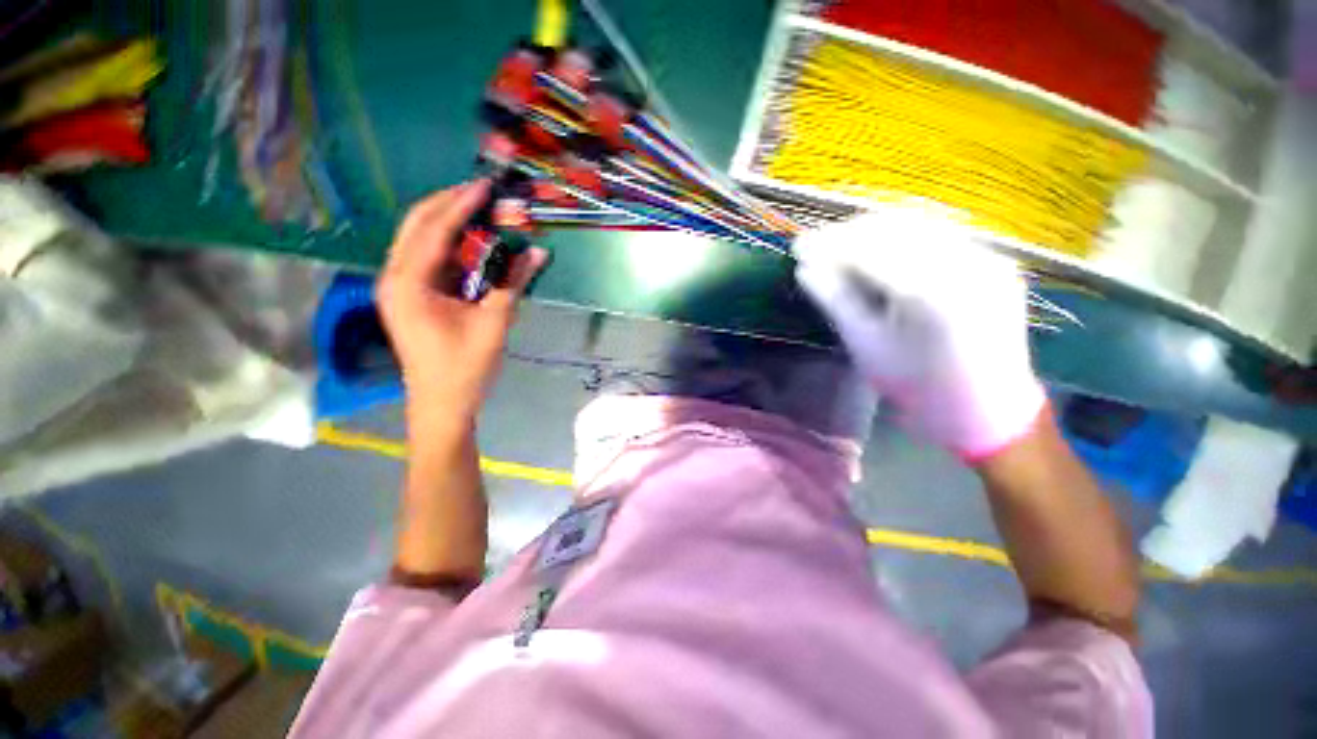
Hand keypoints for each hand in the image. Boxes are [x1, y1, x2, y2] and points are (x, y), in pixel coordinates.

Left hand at [378, 180, 547, 432]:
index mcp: (409, 283)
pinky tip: (471, 243)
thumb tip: (538, 251)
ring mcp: (398, 287)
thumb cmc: (465, 366)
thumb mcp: (494, 322)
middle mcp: (394, 277)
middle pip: (417, 225)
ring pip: (419, 240)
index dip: (460, 203)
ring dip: (448, 223)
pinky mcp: (408, 297)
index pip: (433, 229)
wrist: (441, 403)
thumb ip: (514, 282)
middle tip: (481, 193)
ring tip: (479, 211)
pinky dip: (448, 246)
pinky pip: (426, 259)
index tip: (485, 185)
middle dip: (448, 204)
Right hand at [794, 202, 1044, 460]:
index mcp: (930, 296)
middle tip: (815, 245)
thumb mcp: (867, 346)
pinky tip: (878, 247)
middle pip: (895, 229)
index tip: (798, 247)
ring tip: (840, 244)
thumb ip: (836, 301)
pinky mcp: (995, 261)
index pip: (868, 252)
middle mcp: (966, 266)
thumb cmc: (917, 387)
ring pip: (918, 225)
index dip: (828, 246)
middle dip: (848, 233)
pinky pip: (940, 236)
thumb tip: (804, 270)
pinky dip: (902, 237)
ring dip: (873, 230)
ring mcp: (987, 259)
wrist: (986, 409)